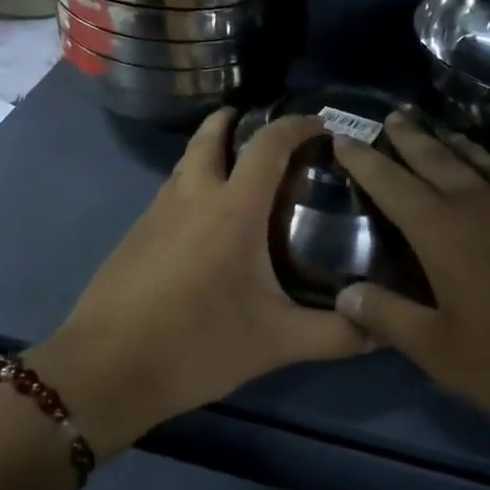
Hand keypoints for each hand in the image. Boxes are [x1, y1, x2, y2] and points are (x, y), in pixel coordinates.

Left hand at [30, 109, 365, 456]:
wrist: (106, 369)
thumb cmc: (197, 345)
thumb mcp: (276, 342)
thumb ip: (335, 334)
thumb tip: (383, 328)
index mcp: (232, 208)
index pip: (269, 144)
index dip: (297, 125)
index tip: (321, 125)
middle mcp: (192, 194)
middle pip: (212, 134)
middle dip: (238, 121)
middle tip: (267, 132)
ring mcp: (157, 211)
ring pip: (186, 161)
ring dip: (211, 150)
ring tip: (239, 170)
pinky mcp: (135, 232)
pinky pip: (171, 190)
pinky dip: (193, 183)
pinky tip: (205, 220)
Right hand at [331, 113, 489, 436]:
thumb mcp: (443, 353)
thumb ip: (390, 318)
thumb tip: (345, 291)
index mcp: (445, 232)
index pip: (393, 184)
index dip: (365, 160)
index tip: (343, 137)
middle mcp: (481, 205)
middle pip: (436, 158)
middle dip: (408, 137)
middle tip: (390, 117)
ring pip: (478, 160)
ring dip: (450, 141)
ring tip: (435, 128)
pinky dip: (488, 164)